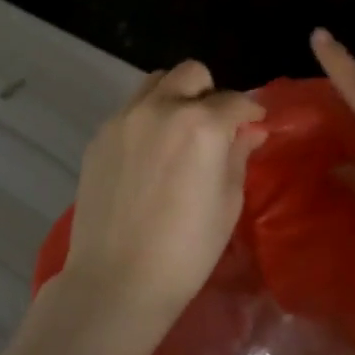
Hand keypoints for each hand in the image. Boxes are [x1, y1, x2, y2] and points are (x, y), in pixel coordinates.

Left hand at [62, 60, 266, 322]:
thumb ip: (238, 155)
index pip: (235, 100)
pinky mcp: (100, 136)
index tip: (255, 123)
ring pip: (156, 82)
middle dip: (210, 93)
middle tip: (214, 126)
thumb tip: (249, 130)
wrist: (117, 280)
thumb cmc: (187, 249)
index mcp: (202, 124)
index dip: (251, 111)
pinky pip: (130, 109)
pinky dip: (147, 118)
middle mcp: (161, 108)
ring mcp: (125, 119)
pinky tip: (149, 155)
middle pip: (192, 74)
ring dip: (175, 96)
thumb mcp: (228, 202)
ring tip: (179, 132)